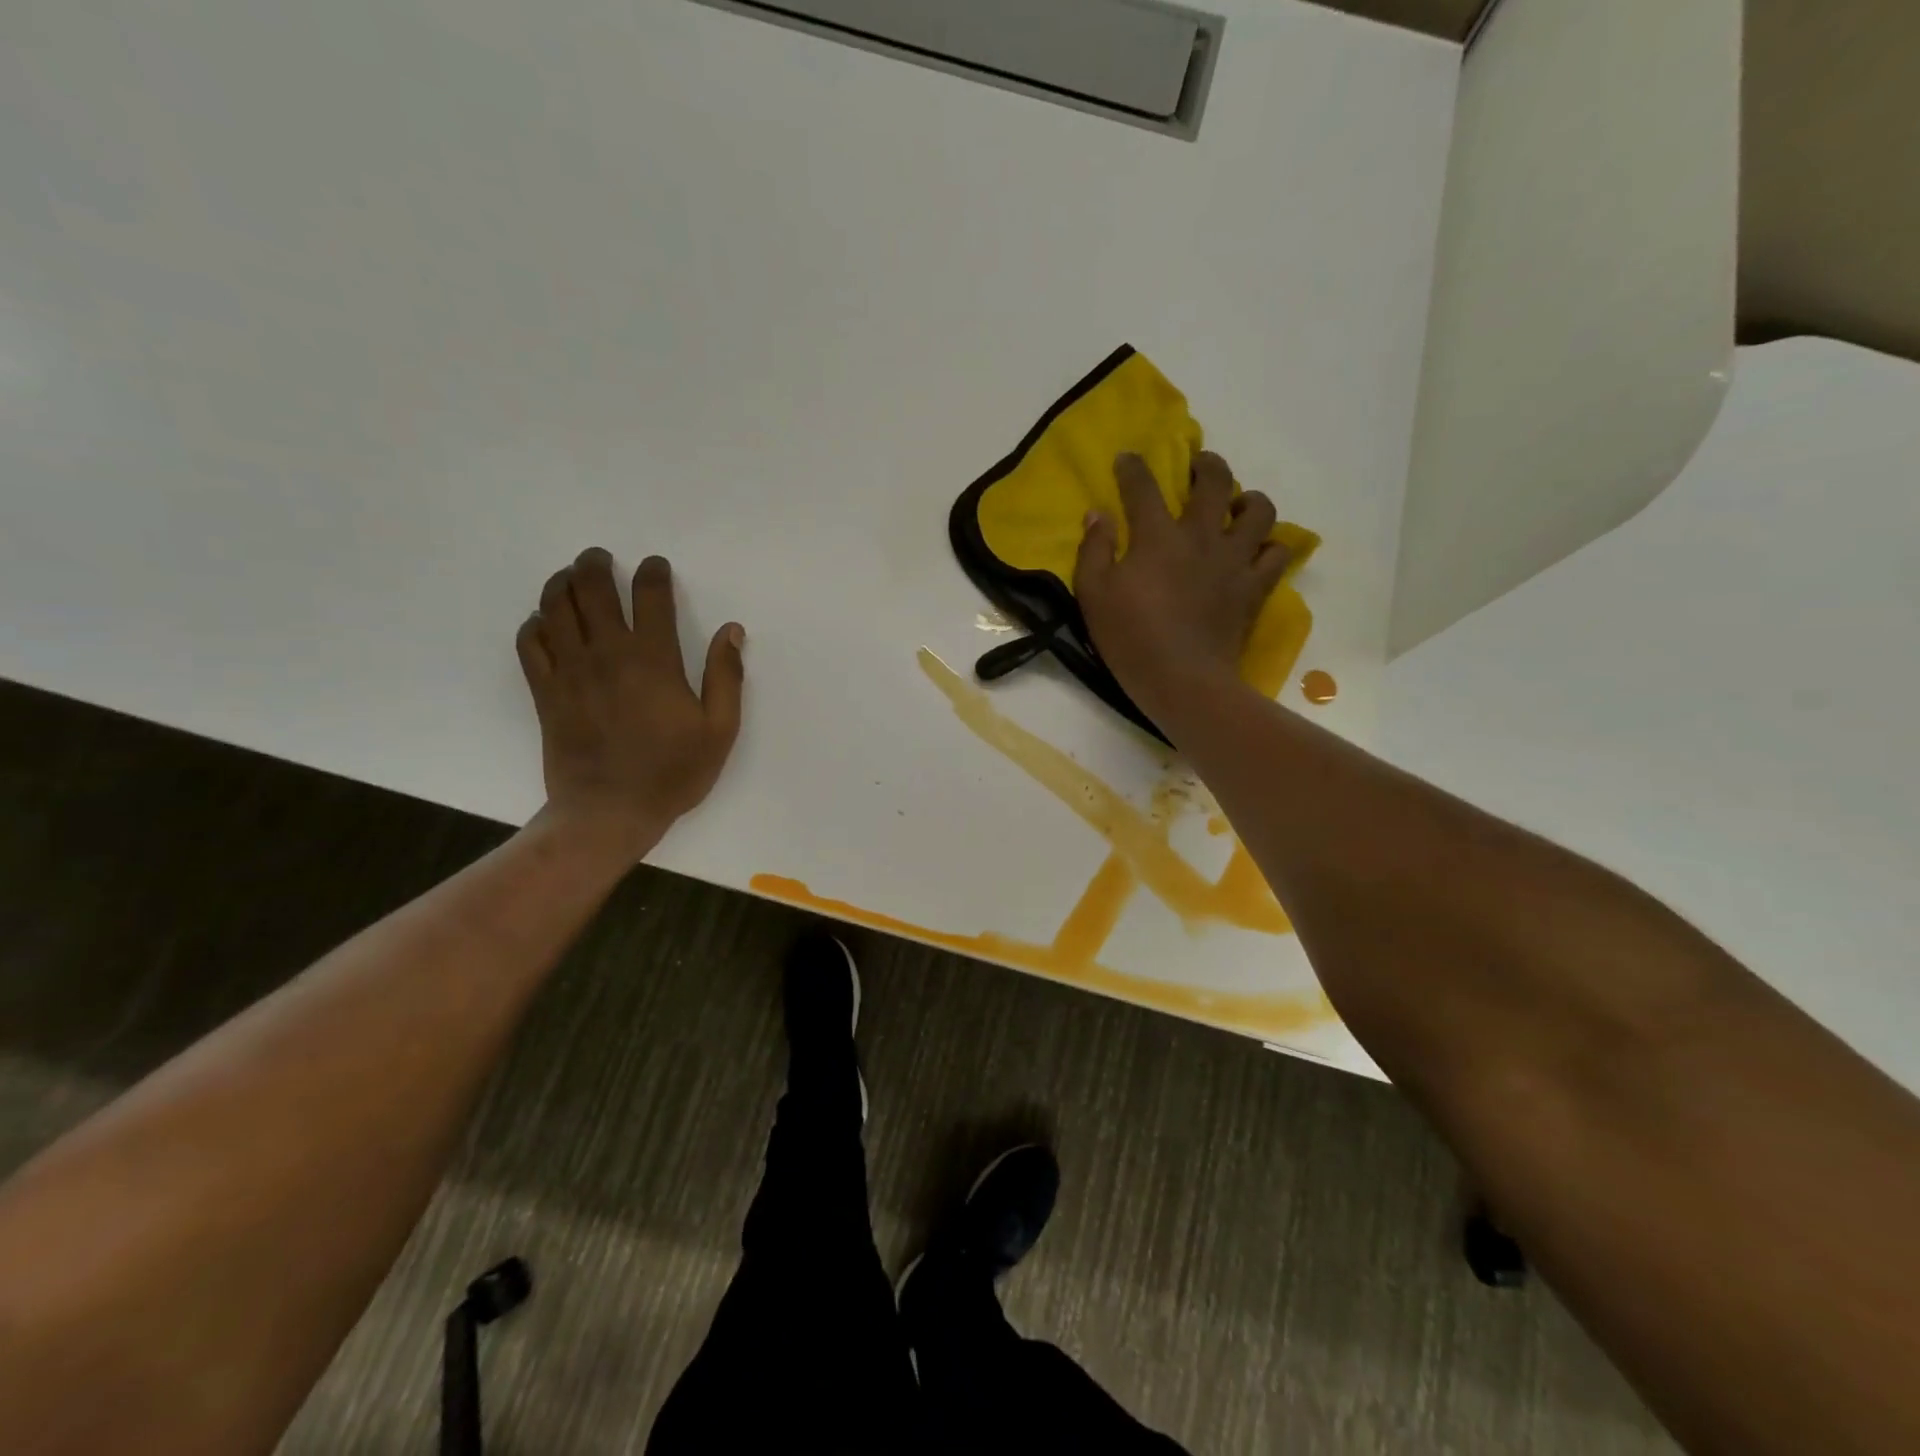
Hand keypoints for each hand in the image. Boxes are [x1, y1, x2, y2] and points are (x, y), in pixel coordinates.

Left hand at [516, 548, 744, 861]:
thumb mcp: (719, 730)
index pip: (650, 597)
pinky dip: (534, 623)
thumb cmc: (672, 772)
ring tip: (570, 577)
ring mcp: (570, 671)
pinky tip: (544, 622)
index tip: (656, 566)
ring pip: (554, 608)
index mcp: (653, 660)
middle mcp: (607, 654)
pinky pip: (529, 643)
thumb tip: (732, 631)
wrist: (609, 812)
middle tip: (600, 558)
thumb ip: (726, 676)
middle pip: (591, 590)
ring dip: (561, 583)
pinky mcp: (545, 692)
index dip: (653, 573)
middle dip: (595, 565)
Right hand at [1074, 451, 1290, 727]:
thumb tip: (1098, 514)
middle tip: (1197, 467)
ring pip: (1259, 511)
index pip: (1143, 487)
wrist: (1183, 681)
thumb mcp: (1093, 595)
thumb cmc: (1130, 639)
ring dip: (1248, 501)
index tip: (1127, 459)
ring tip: (1236, 507)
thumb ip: (1094, 550)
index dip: (1133, 467)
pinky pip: (1276, 554)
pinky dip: (1269, 547)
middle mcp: (1201, 537)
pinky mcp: (1255, 588)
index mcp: (1157, 536)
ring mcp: (1234, 561)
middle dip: (1206, 464)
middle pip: (1215, 481)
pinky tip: (1257, 551)